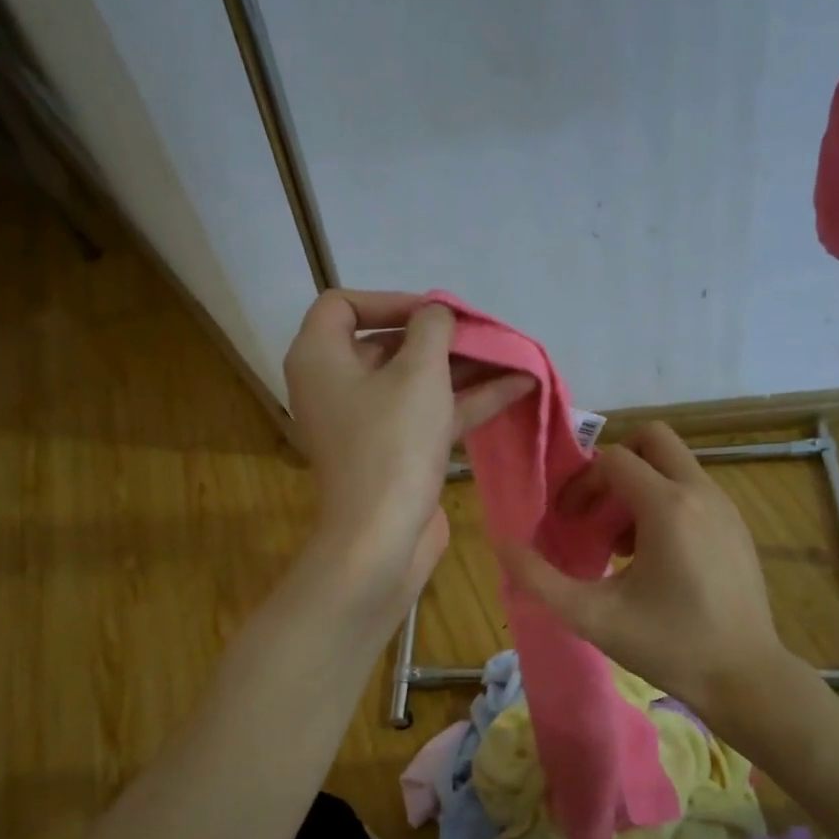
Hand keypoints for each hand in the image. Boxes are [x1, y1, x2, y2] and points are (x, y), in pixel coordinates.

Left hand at [284, 290, 533, 610]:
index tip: (435, 312)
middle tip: (485, 333)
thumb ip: (432, 329)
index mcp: (320, 358)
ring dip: (464, 368)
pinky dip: (467, 400)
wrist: (381, 539)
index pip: (343, 305)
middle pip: (388, 344)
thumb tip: (436, 313)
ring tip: (514, 355)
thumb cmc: (392, 444)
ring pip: (416, 381)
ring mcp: (367, 423)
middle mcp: (336, 386)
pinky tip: (517, 387)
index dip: (391, 300)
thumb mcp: (418, 373)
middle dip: (442, 337)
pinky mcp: (394, 452)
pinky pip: (429, 414)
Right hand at [497, 422, 787, 713]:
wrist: (745, 677)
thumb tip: (501, 544)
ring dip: (641, 487)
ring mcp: (727, 507)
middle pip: (653, 440)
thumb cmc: (667, 646)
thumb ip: (539, 579)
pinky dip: (667, 504)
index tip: (568, 521)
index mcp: (668, 506)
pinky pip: (695, 491)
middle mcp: (702, 492)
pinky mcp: (738, 527)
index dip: (582, 483)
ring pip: (675, 465)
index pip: (613, 459)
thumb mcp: (592, 616)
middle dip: (616, 465)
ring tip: (623, 545)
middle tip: (597, 511)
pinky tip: (657, 559)